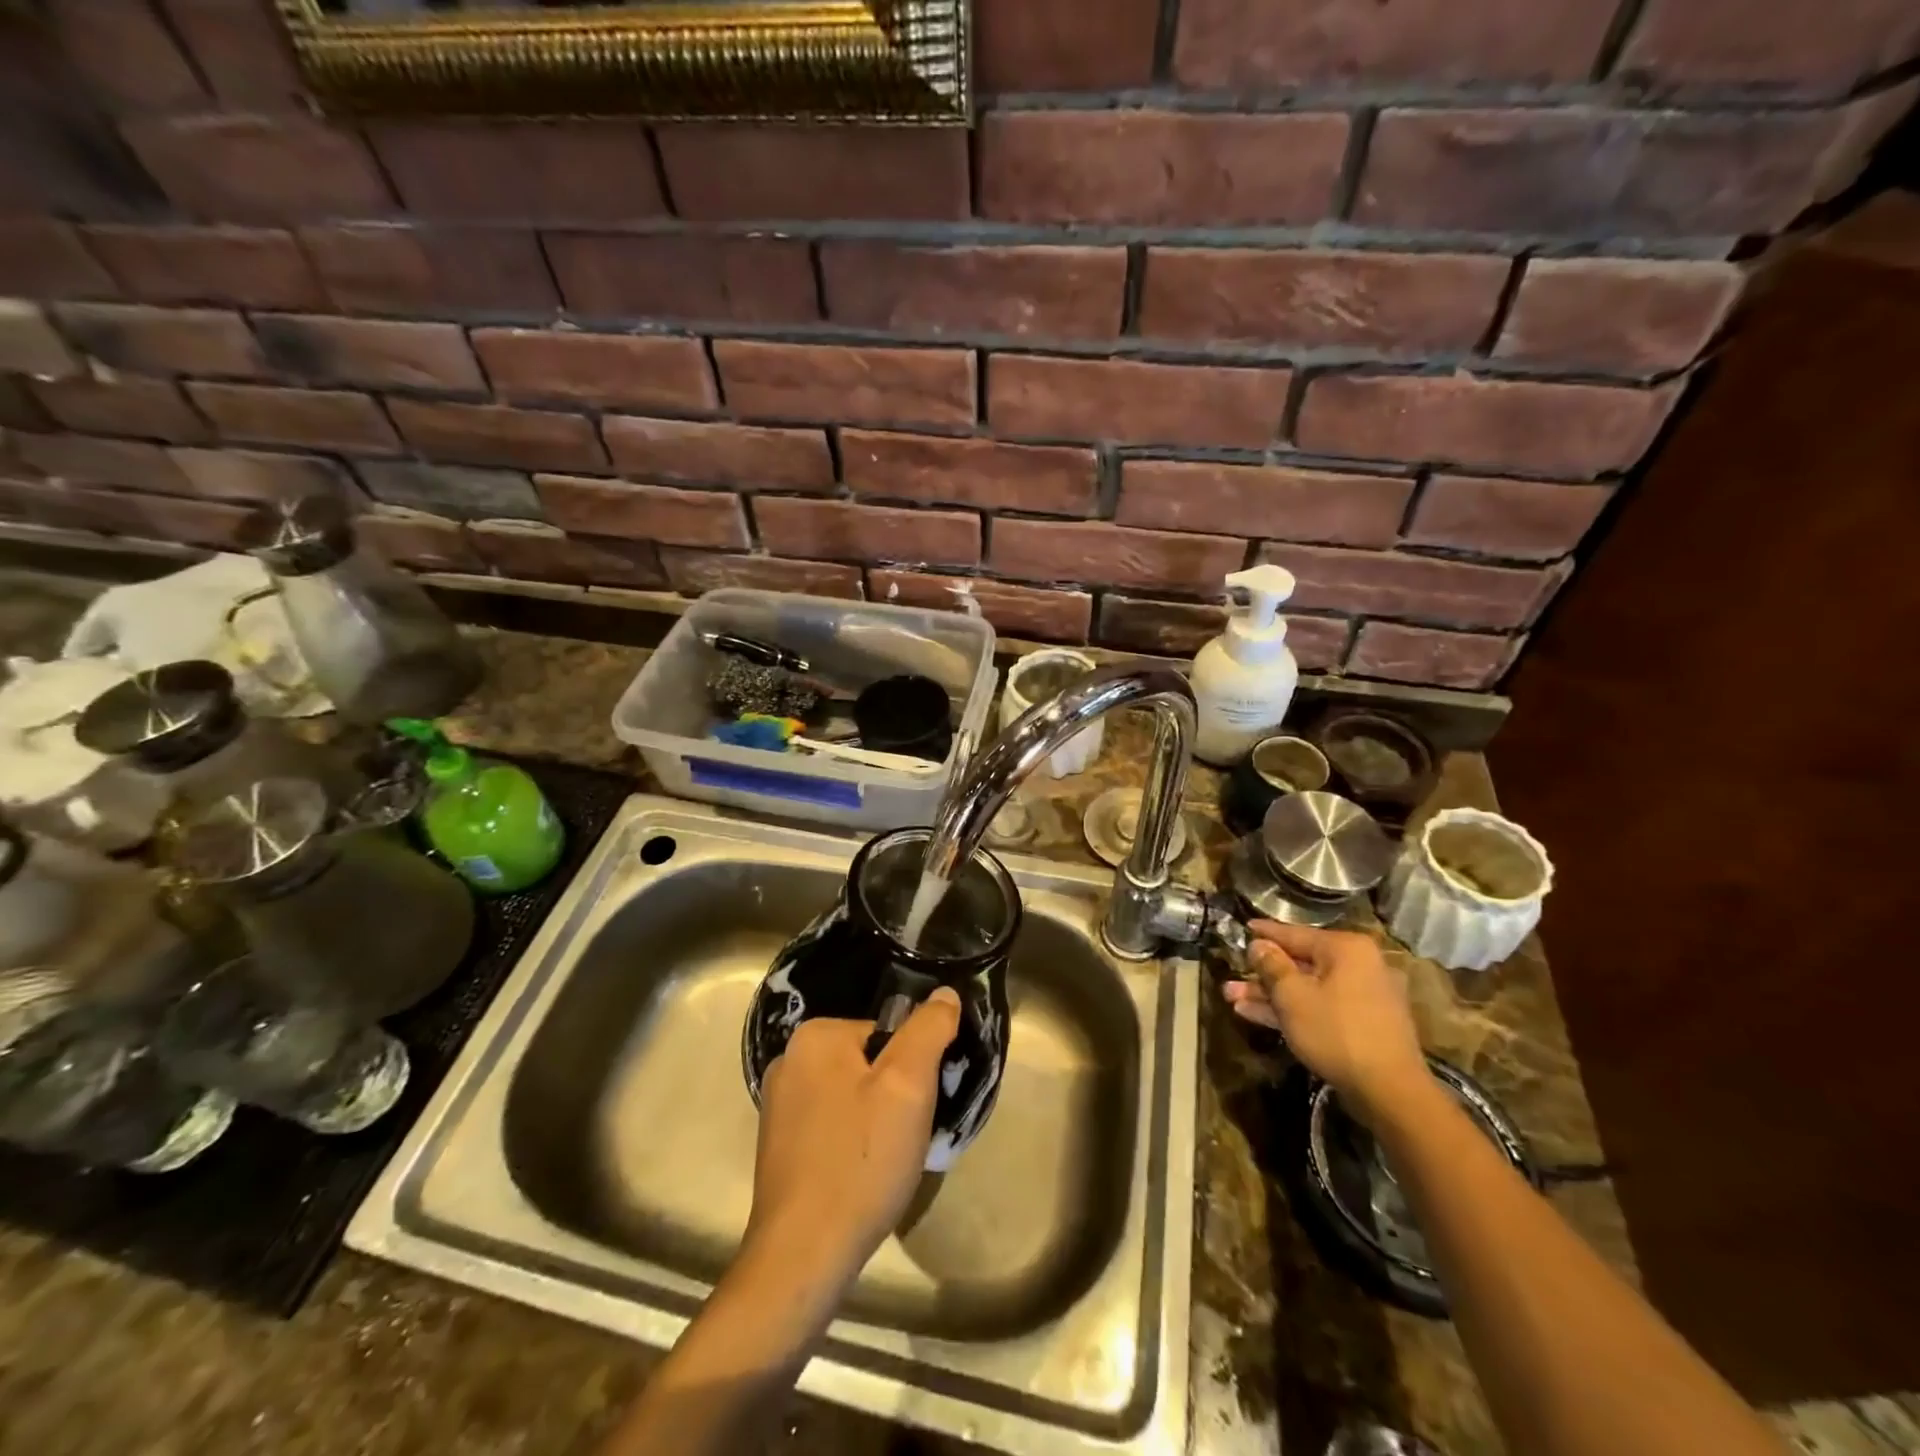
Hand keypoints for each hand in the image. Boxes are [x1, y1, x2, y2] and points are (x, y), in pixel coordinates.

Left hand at [746, 988, 960, 1292]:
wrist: (803, 1255)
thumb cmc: (860, 1161)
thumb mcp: (908, 1086)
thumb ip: (929, 1030)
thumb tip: (944, 993)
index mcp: (815, 1036)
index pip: (887, 1034)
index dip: (913, 1069)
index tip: (919, 1107)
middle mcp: (789, 1060)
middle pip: (868, 1063)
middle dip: (894, 1096)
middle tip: (906, 1137)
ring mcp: (779, 1105)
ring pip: (851, 1096)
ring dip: (875, 1121)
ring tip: (886, 1161)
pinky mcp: (778, 1145)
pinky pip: (832, 1125)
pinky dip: (852, 1143)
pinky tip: (860, 1177)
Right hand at [1223, 921, 1431, 1123]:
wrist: (1390, 1091)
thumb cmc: (1336, 1032)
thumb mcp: (1292, 995)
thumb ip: (1271, 965)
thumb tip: (1258, 945)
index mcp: (1345, 949)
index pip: (1294, 934)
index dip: (1265, 933)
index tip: (1243, 927)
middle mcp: (1358, 965)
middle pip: (1300, 963)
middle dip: (1262, 974)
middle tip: (1230, 977)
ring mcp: (1363, 996)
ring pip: (1308, 988)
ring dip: (1270, 995)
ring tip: (1232, 998)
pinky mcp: (1363, 1023)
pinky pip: (1321, 1007)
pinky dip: (1293, 1010)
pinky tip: (1256, 1015)